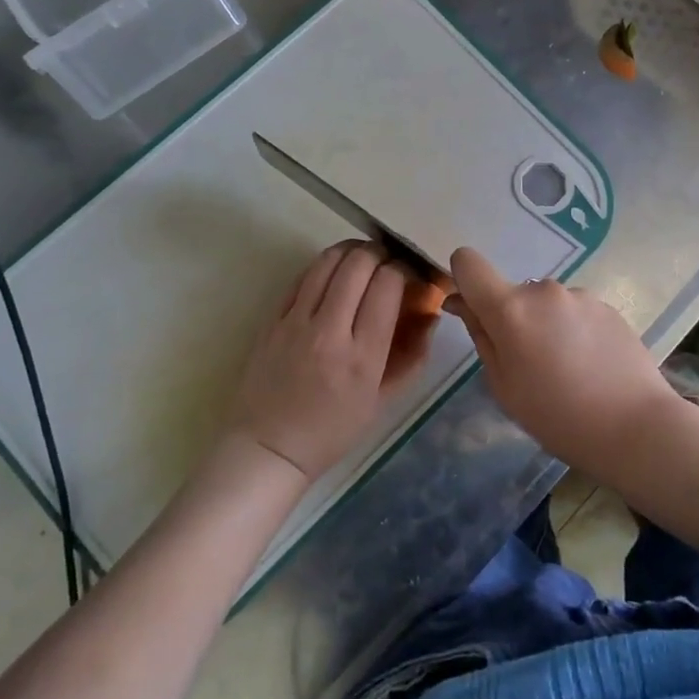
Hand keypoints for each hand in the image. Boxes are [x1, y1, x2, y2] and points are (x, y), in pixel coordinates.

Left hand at [227, 241, 436, 480]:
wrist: (269, 447)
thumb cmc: (332, 431)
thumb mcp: (383, 401)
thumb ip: (412, 355)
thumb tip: (430, 313)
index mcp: (362, 356)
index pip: (388, 285)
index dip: (403, 270)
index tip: (409, 277)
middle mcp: (330, 331)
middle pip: (359, 263)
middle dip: (381, 255)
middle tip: (388, 264)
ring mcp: (296, 321)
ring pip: (328, 261)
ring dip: (351, 252)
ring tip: (362, 260)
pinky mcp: (273, 318)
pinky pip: (302, 276)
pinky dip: (324, 266)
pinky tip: (333, 274)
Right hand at [446, 247, 681, 473]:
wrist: (636, 427)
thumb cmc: (557, 416)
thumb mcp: (503, 385)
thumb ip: (481, 335)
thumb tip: (461, 302)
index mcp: (510, 308)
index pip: (469, 263)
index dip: (463, 280)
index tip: (473, 311)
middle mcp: (543, 290)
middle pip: (512, 293)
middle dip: (512, 319)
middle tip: (529, 364)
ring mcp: (580, 295)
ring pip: (546, 304)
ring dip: (545, 325)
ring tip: (567, 369)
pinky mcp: (607, 306)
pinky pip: (575, 312)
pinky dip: (573, 331)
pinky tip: (591, 365)